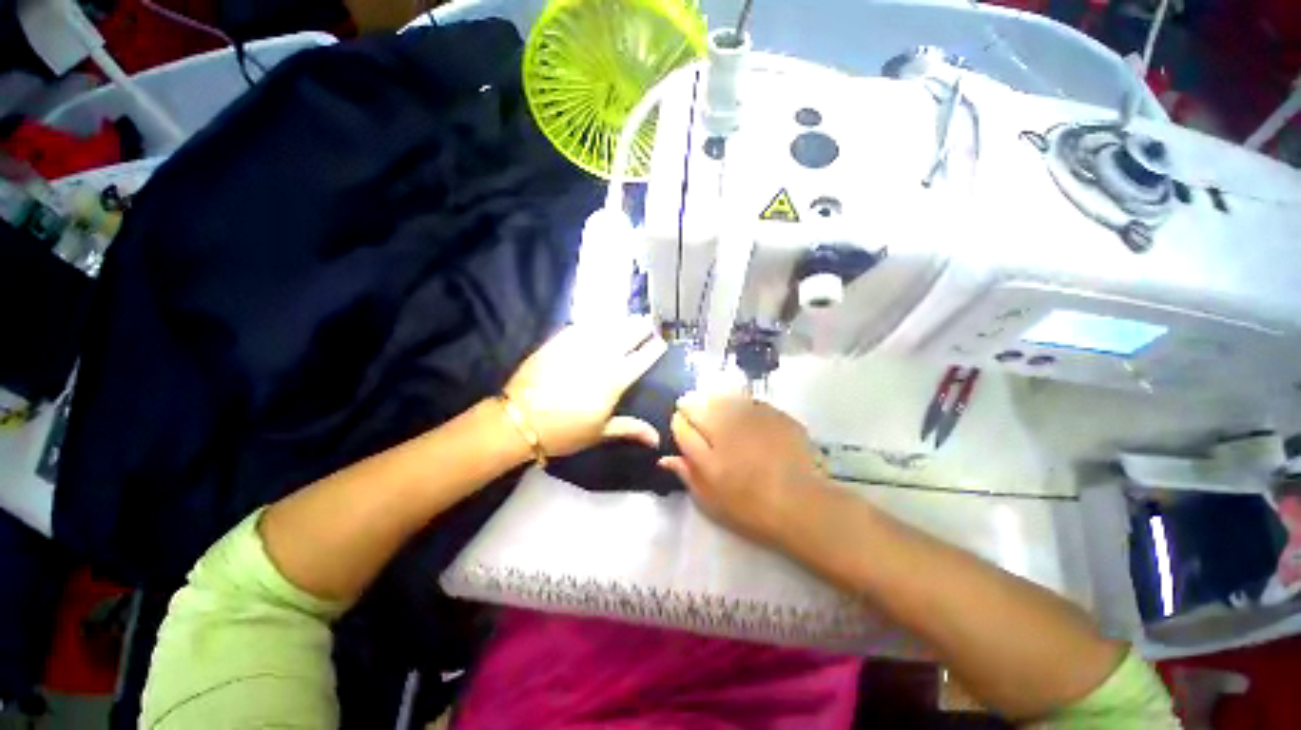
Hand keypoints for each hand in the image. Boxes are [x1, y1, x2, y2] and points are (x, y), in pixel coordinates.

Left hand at [503, 318, 667, 457]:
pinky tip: (599, 323)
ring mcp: (578, 347)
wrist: (519, 420)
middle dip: (640, 328)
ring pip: (606, 328)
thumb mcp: (600, 433)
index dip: (653, 350)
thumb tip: (656, 439)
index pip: (640, 360)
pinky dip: (595, 323)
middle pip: (626, 336)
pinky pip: (581, 327)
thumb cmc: (564, 431)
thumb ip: (630, 429)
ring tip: (630, 318)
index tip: (661, 342)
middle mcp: (600, 358)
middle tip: (648, 322)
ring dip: (621, 322)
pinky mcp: (558, 342)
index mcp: (613, 381)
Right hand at [659, 393, 826, 544]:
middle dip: (693, 406)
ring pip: (723, 396)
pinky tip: (747, 420)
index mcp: (706, 448)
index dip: (679, 423)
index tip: (683, 428)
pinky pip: (749, 401)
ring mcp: (752, 415)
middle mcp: (726, 424)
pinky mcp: (774, 413)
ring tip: (721, 416)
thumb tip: (665, 458)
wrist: (802, 505)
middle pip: (699, 402)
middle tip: (699, 419)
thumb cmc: (750, 507)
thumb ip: (687, 473)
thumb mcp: (711, 499)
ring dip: (716, 402)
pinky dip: (742, 406)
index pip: (680, 423)